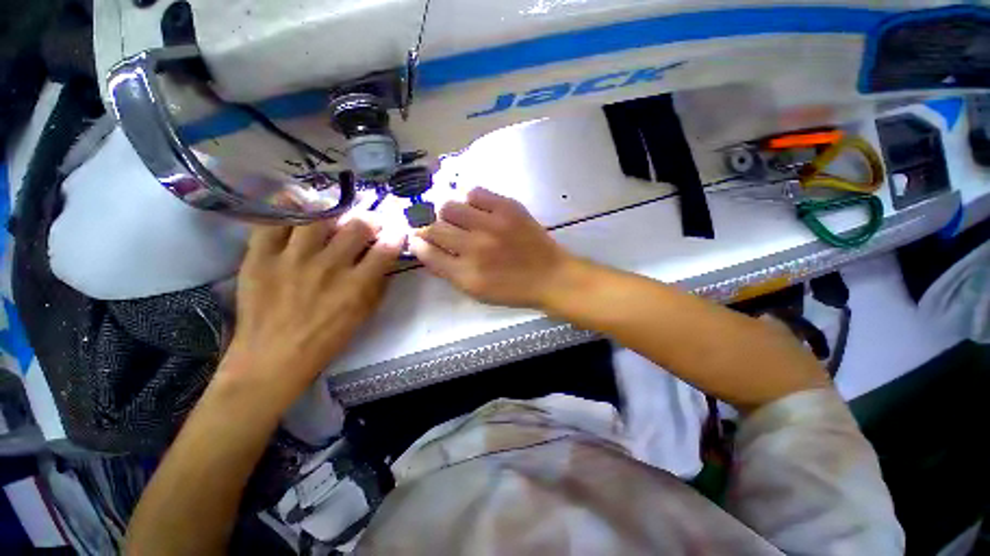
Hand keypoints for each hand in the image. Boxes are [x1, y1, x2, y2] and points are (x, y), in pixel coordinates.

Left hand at [222, 217, 403, 400]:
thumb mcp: (364, 314)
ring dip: (334, 211)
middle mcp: (328, 267)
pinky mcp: (261, 256)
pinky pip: (274, 220)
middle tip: (369, 222)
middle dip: (370, 220)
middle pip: (357, 226)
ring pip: (319, 216)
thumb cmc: (327, 338)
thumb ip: (378, 284)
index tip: (396, 230)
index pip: (386, 248)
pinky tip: (298, 202)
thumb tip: (385, 258)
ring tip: (334, 213)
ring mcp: (292, 258)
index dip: (396, 234)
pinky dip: (288, 206)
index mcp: (356, 285)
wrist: (273, 357)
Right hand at [409, 188, 572, 308]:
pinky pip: (475, 192)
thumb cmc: (513, 289)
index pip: (427, 252)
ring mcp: (492, 225)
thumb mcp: (476, 291)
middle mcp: (475, 248)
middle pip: (434, 227)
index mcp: (466, 275)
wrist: (550, 276)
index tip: (418, 239)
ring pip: (449, 206)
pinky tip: (477, 209)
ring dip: (449, 214)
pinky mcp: (508, 208)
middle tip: (442, 231)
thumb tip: (425, 248)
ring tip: (461, 220)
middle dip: (431, 229)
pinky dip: (470, 200)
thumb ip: (448, 271)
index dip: (418, 243)